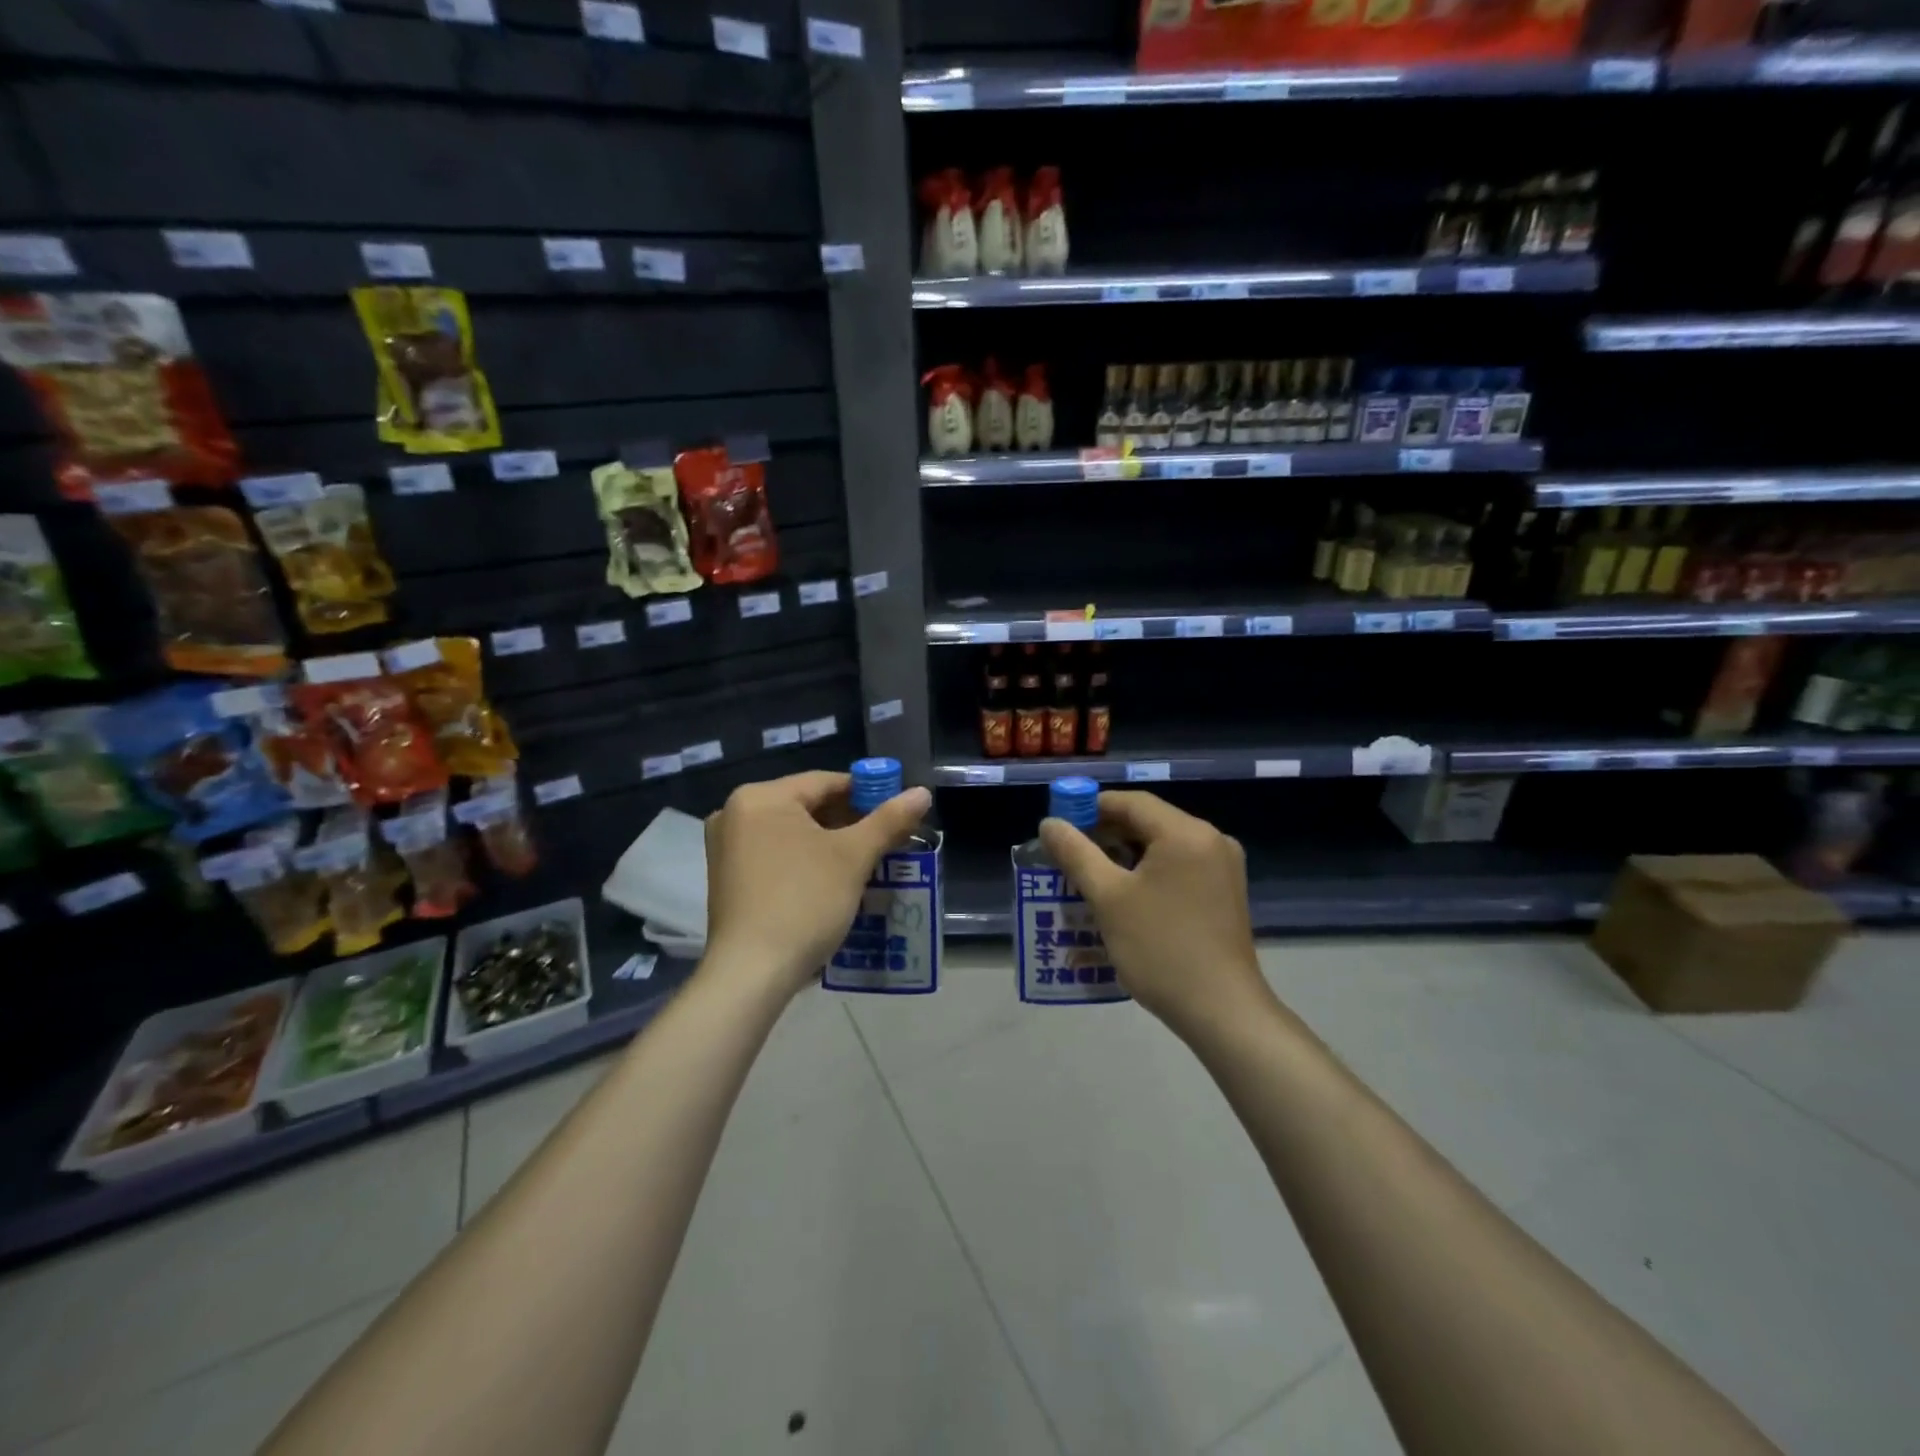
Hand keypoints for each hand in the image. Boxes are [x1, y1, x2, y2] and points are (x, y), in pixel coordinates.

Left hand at [704, 770, 932, 993]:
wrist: (752, 972)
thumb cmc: (804, 901)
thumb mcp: (853, 857)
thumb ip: (889, 820)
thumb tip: (922, 793)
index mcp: (760, 798)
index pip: (825, 782)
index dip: (868, 792)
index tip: (898, 810)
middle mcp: (735, 814)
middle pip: (807, 806)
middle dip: (850, 822)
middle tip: (888, 839)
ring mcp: (727, 848)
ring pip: (793, 833)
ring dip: (831, 844)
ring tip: (869, 860)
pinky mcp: (728, 878)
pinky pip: (777, 855)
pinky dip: (806, 860)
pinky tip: (834, 880)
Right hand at [1039, 791, 1270, 1035]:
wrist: (1221, 1011)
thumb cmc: (1160, 949)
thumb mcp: (1108, 898)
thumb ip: (1076, 854)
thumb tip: (1049, 823)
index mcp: (1186, 833)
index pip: (1131, 802)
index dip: (1091, 807)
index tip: (1060, 826)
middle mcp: (1211, 839)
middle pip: (1148, 822)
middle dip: (1106, 834)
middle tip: (1070, 854)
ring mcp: (1223, 867)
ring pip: (1163, 846)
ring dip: (1125, 855)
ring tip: (1090, 877)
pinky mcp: (1225, 892)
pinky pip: (1179, 867)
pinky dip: (1148, 872)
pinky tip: (1124, 896)